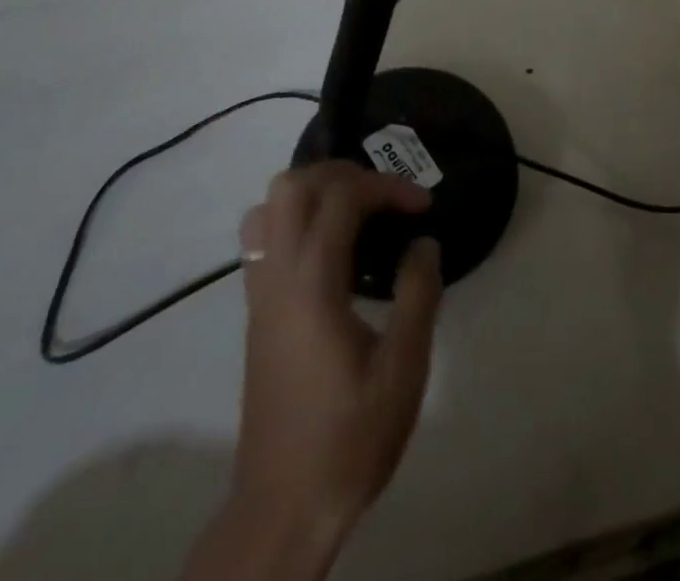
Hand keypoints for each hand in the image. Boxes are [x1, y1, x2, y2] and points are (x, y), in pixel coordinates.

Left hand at [188, 162, 441, 580]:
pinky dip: (297, 219)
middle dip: (345, 174)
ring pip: (268, 207)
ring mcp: (260, 294)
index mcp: (311, 284)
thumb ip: (418, 294)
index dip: (387, 186)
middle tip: (386, 197)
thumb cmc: (349, 437)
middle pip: (293, 186)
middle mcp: (277, 277)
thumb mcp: (403, 369)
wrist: (284, 506)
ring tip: (358, 211)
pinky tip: (333, 248)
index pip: (341, 197)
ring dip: (315, 192)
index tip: (423, 207)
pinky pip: (263, 237)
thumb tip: (423, 242)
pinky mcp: (256, 312)